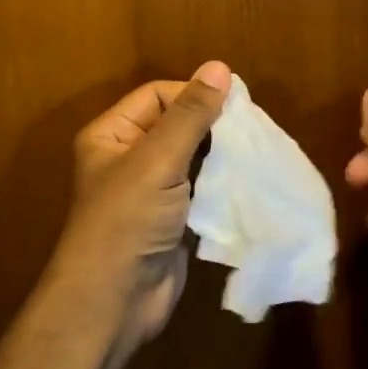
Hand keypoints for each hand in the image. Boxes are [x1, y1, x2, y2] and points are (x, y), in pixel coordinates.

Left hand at [51, 60, 231, 345]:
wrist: (115, 302)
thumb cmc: (128, 219)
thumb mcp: (158, 159)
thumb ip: (190, 114)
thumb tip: (218, 67)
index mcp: (111, 134)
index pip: (157, 96)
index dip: (193, 94)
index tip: (235, 103)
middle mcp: (128, 158)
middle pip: (176, 125)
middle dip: (212, 125)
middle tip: (252, 127)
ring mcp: (150, 192)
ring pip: (192, 159)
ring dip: (221, 155)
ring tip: (256, 151)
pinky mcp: (171, 220)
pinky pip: (200, 190)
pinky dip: (222, 184)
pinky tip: (248, 181)